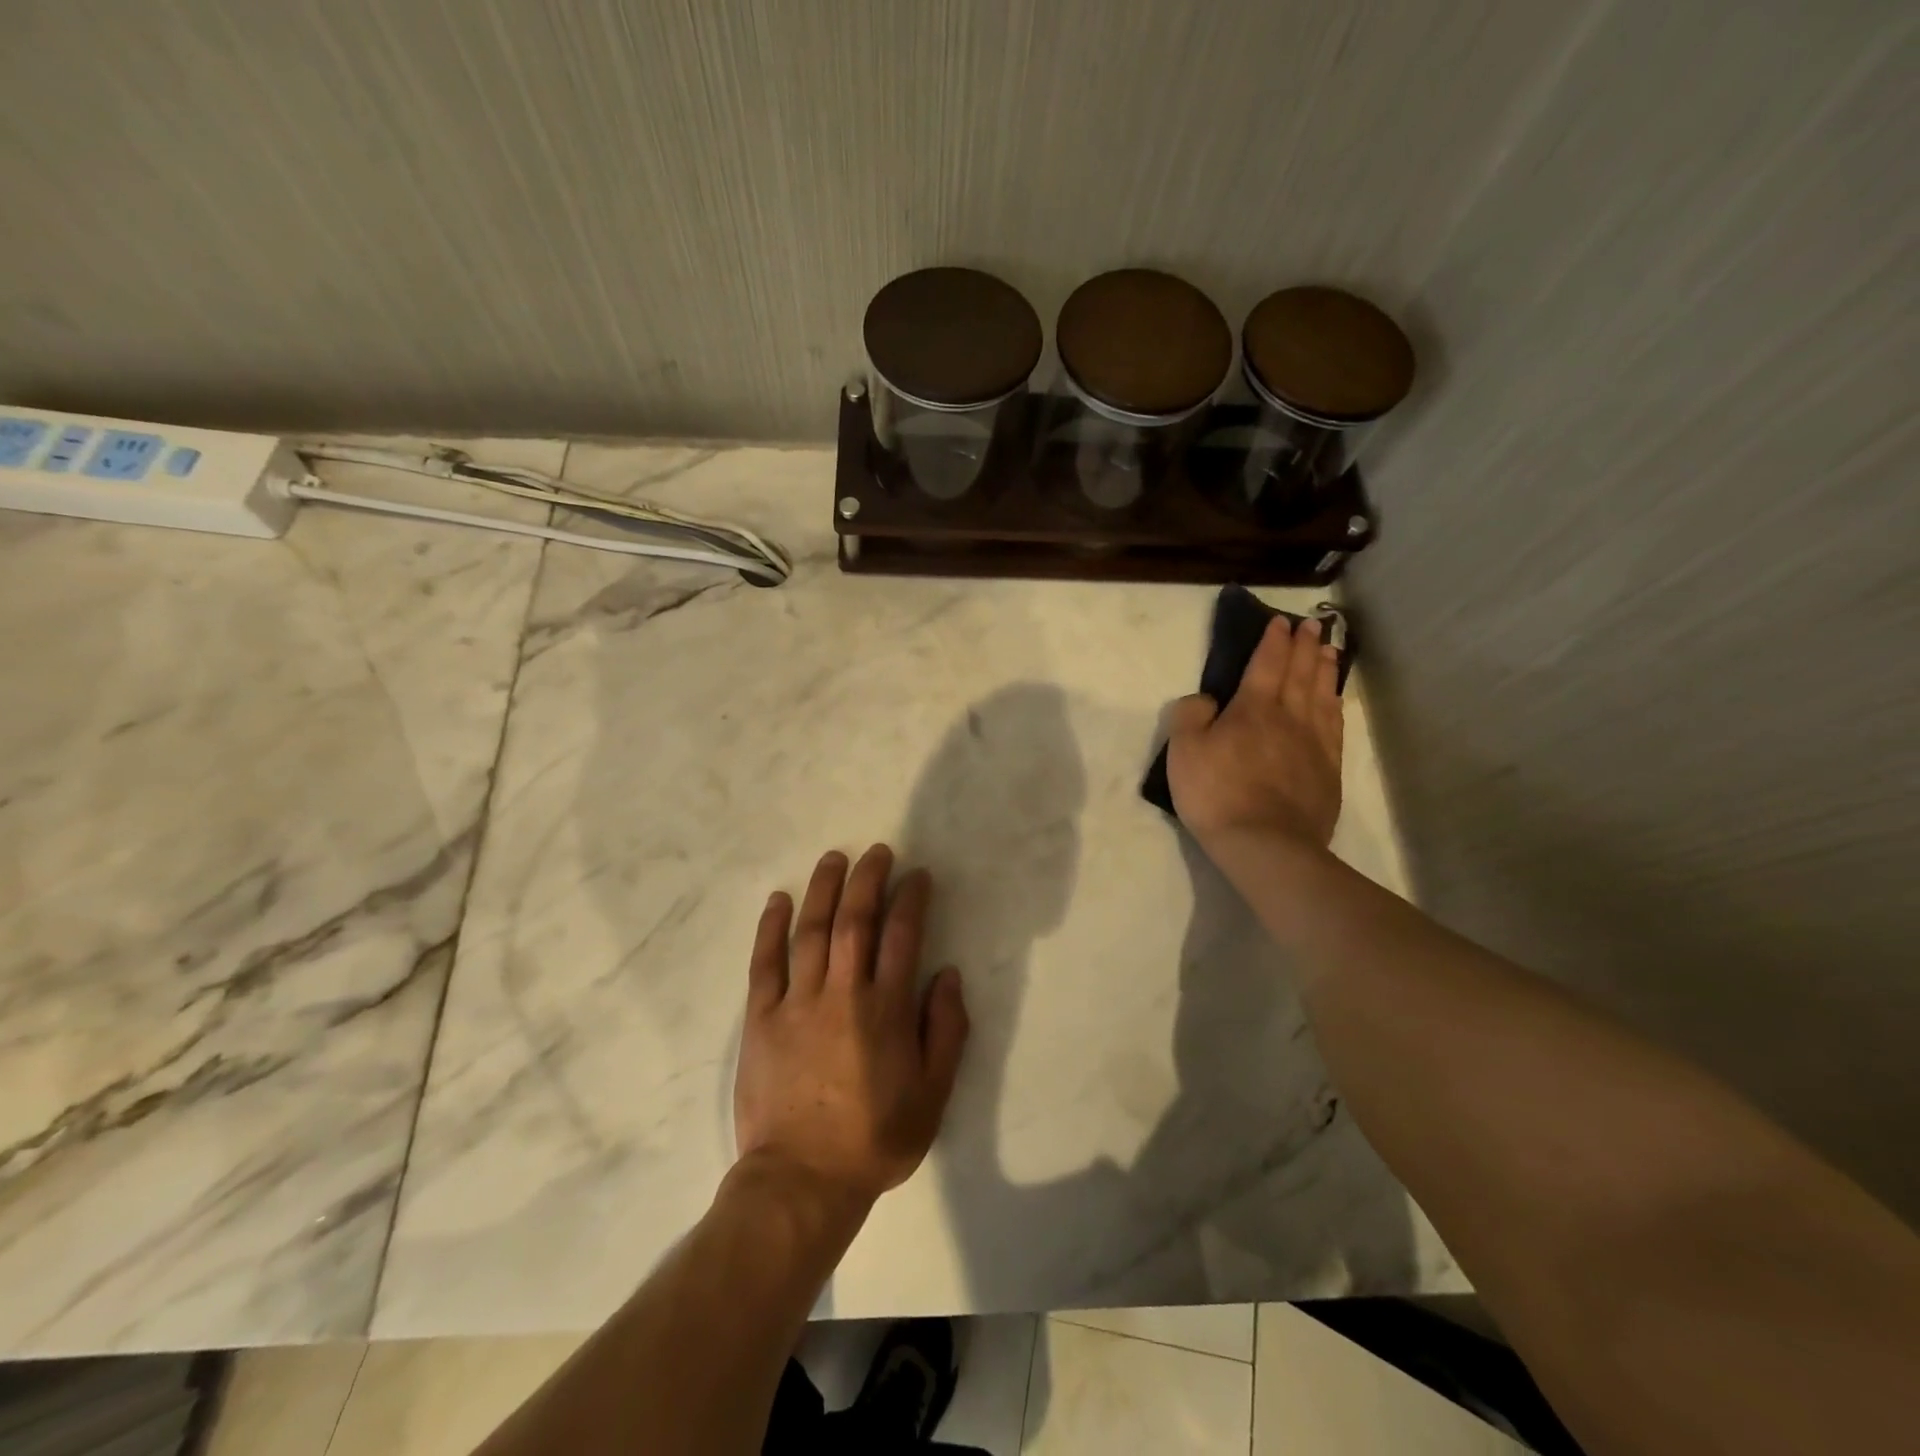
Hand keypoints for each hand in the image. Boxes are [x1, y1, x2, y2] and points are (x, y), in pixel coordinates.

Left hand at [734, 845, 969, 1210]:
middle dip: (868, 880)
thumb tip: (948, 975)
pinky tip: (779, 900)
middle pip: (855, 921)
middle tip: (876, 852)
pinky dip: (772, 928)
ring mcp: (797, 1003)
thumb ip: (946, 1031)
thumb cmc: (875, 1139)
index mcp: (887, 1010)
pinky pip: (765, 963)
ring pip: (811, 931)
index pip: (902, 937)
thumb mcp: (933, 1095)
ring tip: (834, 858)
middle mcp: (843, 994)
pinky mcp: (761, 1018)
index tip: (917, 875)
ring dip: (824, 890)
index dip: (911, 899)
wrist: (802, 1181)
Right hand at [1166, 614, 1343, 852]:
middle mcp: (1289, 717)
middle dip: (1305, 646)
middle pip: (1300, 673)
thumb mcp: (1184, 752)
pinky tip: (1335, 700)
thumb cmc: (1217, 794)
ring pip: (1322, 695)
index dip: (1273, 641)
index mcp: (1252, 709)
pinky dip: (1335, 705)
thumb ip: (1190, 716)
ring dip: (1325, 670)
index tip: (1281, 622)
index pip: (1266, 664)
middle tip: (1314, 626)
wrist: (1266, 843)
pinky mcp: (1328, 769)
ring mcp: (1313, 743)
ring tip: (1330, 651)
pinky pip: (1334, 726)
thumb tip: (1206, 699)